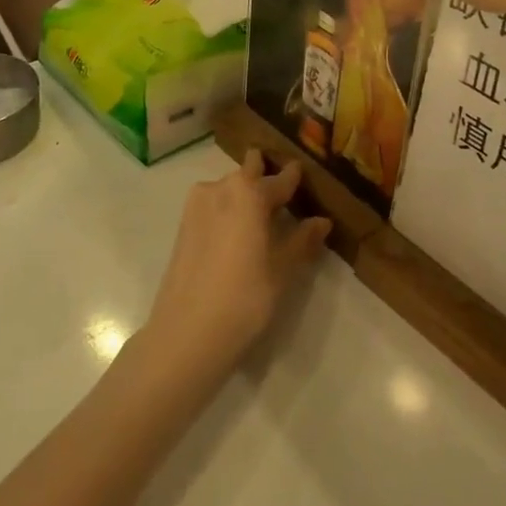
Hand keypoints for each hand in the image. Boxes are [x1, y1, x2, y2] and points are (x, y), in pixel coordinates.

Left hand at [141, 151, 331, 385]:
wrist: (186, 333)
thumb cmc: (244, 298)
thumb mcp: (282, 270)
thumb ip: (302, 240)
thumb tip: (322, 221)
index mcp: (249, 192)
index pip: (280, 178)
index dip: (294, 177)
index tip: (303, 173)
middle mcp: (221, 188)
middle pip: (249, 173)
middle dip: (265, 176)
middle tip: (282, 194)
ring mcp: (197, 205)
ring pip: (228, 187)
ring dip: (244, 194)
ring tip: (261, 217)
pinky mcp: (183, 225)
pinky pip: (213, 204)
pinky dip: (228, 209)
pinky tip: (237, 232)